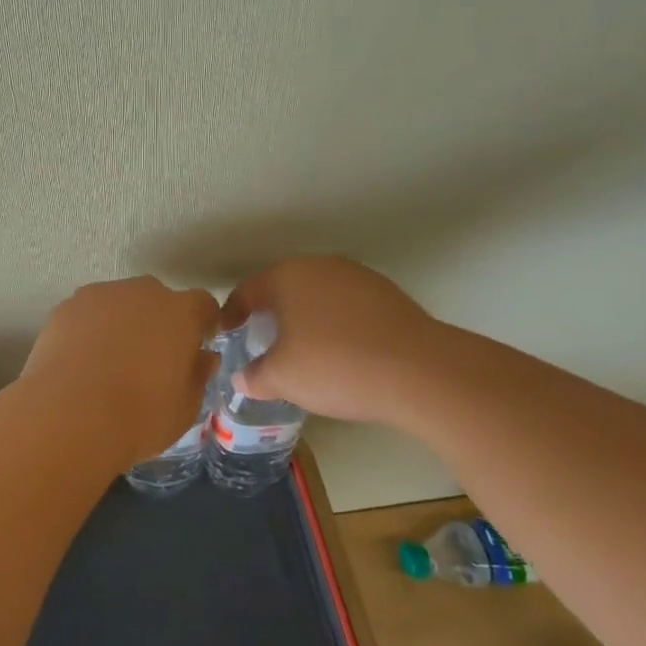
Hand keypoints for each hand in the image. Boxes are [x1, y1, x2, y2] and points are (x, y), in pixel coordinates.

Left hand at [20, 277, 220, 466]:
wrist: (69, 417)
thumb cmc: (139, 417)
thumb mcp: (185, 408)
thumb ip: (198, 375)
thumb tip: (203, 357)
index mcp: (180, 313)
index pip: (203, 305)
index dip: (202, 324)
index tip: (196, 346)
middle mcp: (142, 293)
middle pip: (158, 299)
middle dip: (159, 322)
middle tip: (151, 359)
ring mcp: (100, 295)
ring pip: (120, 303)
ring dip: (122, 323)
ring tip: (110, 362)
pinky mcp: (66, 307)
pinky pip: (88, 313)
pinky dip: (90, 330)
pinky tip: (82, 361)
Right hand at [222, 257, 442, 424]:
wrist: (420, 371)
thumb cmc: (335, 366)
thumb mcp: (283, 379)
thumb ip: (255, 377)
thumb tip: (242, 379)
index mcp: (286, 277)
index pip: (246, 291)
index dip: (231, 314)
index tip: (226, 334)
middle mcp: (319, 266)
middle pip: (283, 287)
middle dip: (270, 313)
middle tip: (261, 340)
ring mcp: (357, 276)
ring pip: (318, 294)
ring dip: (305, 316)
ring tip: (303, 347)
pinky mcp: (388, 294)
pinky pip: (347, 306)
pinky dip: (336, 323)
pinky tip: (342, 350)